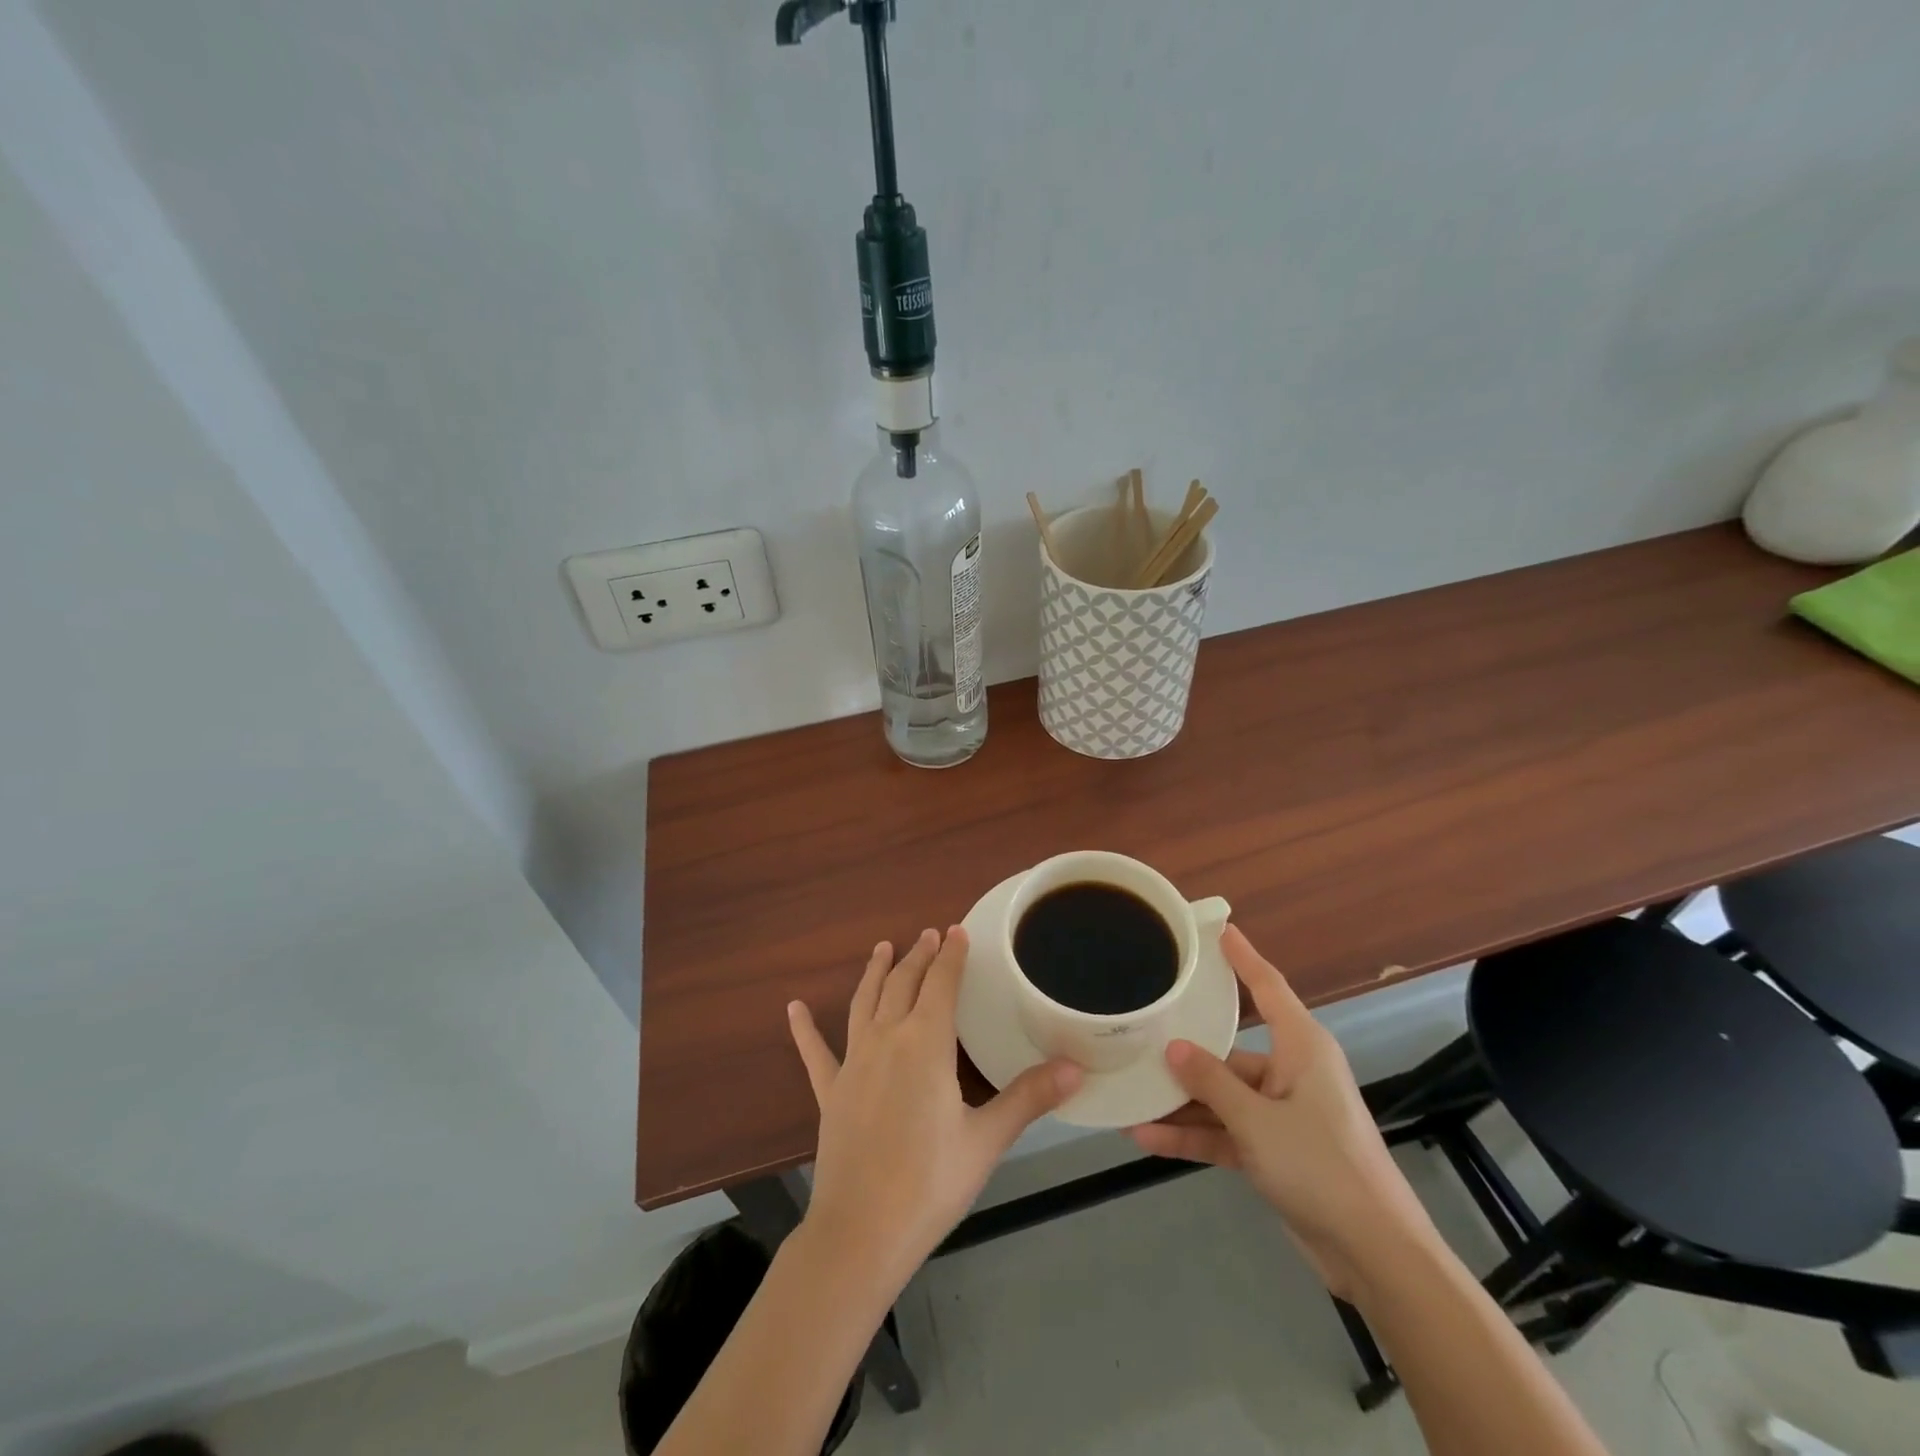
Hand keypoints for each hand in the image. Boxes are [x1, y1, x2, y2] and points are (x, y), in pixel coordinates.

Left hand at [788, 927, 1082, 1285]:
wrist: (861, 1233)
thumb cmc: (930, 1182)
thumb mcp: (986, 1139)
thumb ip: (1029, 1098)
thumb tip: (1076, 1068)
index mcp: (926, 1043)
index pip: (942, 983)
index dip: (951, 955)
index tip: (958, 931)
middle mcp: (887, 1039)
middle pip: (903, 984)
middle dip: (918, 956)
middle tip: (929, 935)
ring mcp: (853, 1063)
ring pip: (864, 1003)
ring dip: (875, 972)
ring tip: (882, 948)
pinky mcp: (830, 1091)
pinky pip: (815, 1052)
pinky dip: (804, 1029)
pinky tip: (793, 1008)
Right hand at [1127, 925, 1441, 1300]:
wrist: (1375, 1256)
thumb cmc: (1322, 1167)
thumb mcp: (1257, 1121)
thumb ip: (1211, 1083)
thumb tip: (1173, 1048)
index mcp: (1302, 1048)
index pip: (1269, 987)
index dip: (1243, 958)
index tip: (1219, 929)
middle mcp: (1292, 1073)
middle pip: (1230, 1051)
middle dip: (1186, 1053)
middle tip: (1139, 1032)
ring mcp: (1282, 1114)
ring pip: (1222, 1096)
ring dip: (1181, 1102)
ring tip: (1130, 1095)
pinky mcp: (1275, 1151)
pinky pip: (1225, 1132)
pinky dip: (1193, 1135)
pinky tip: (1148, 1137)